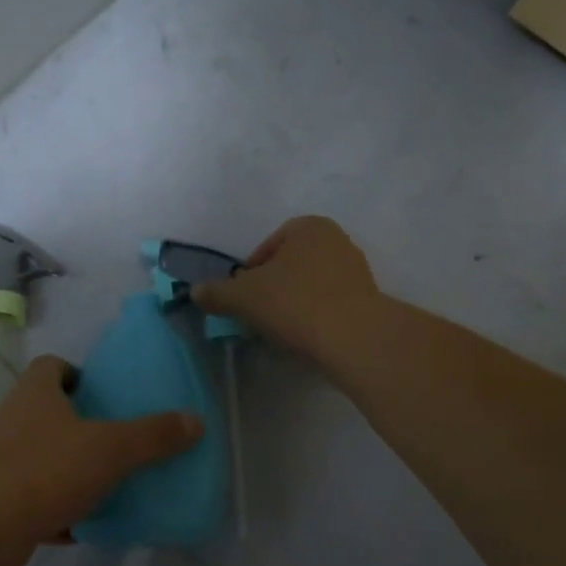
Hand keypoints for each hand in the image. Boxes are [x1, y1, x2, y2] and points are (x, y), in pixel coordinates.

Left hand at [0, 355, 200, 565]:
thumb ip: (152, 436)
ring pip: (41, 454)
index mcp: (35, 391)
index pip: (52, 365)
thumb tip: (196, 420)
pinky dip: (56, 507)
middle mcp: (13, 417)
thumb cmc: (46, 469)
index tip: (104, 395)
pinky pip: (33, 495)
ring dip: (68, 467)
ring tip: (105, 482)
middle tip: (114, 440)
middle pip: (48, 410)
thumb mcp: (109, 449)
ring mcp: (0, 458)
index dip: (78, 375)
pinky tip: (83, 525)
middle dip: (79, 424)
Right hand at [191, 216, 382, 366]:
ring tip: (282, 330)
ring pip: (311, 285)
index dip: (250, 274)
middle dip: (273, 288)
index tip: (244, 298)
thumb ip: (217, 292)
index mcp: (308, 226)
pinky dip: (316, 316)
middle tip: (259, 314)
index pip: (267, 248)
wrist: (355, 339)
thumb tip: (195, 292)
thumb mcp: (243, 297)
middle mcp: (336, 240)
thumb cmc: (295, 303)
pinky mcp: (369, 299)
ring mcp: (357, 270)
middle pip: (290, 266)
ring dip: (294, 303)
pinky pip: (331, 304)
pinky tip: (307, 337)